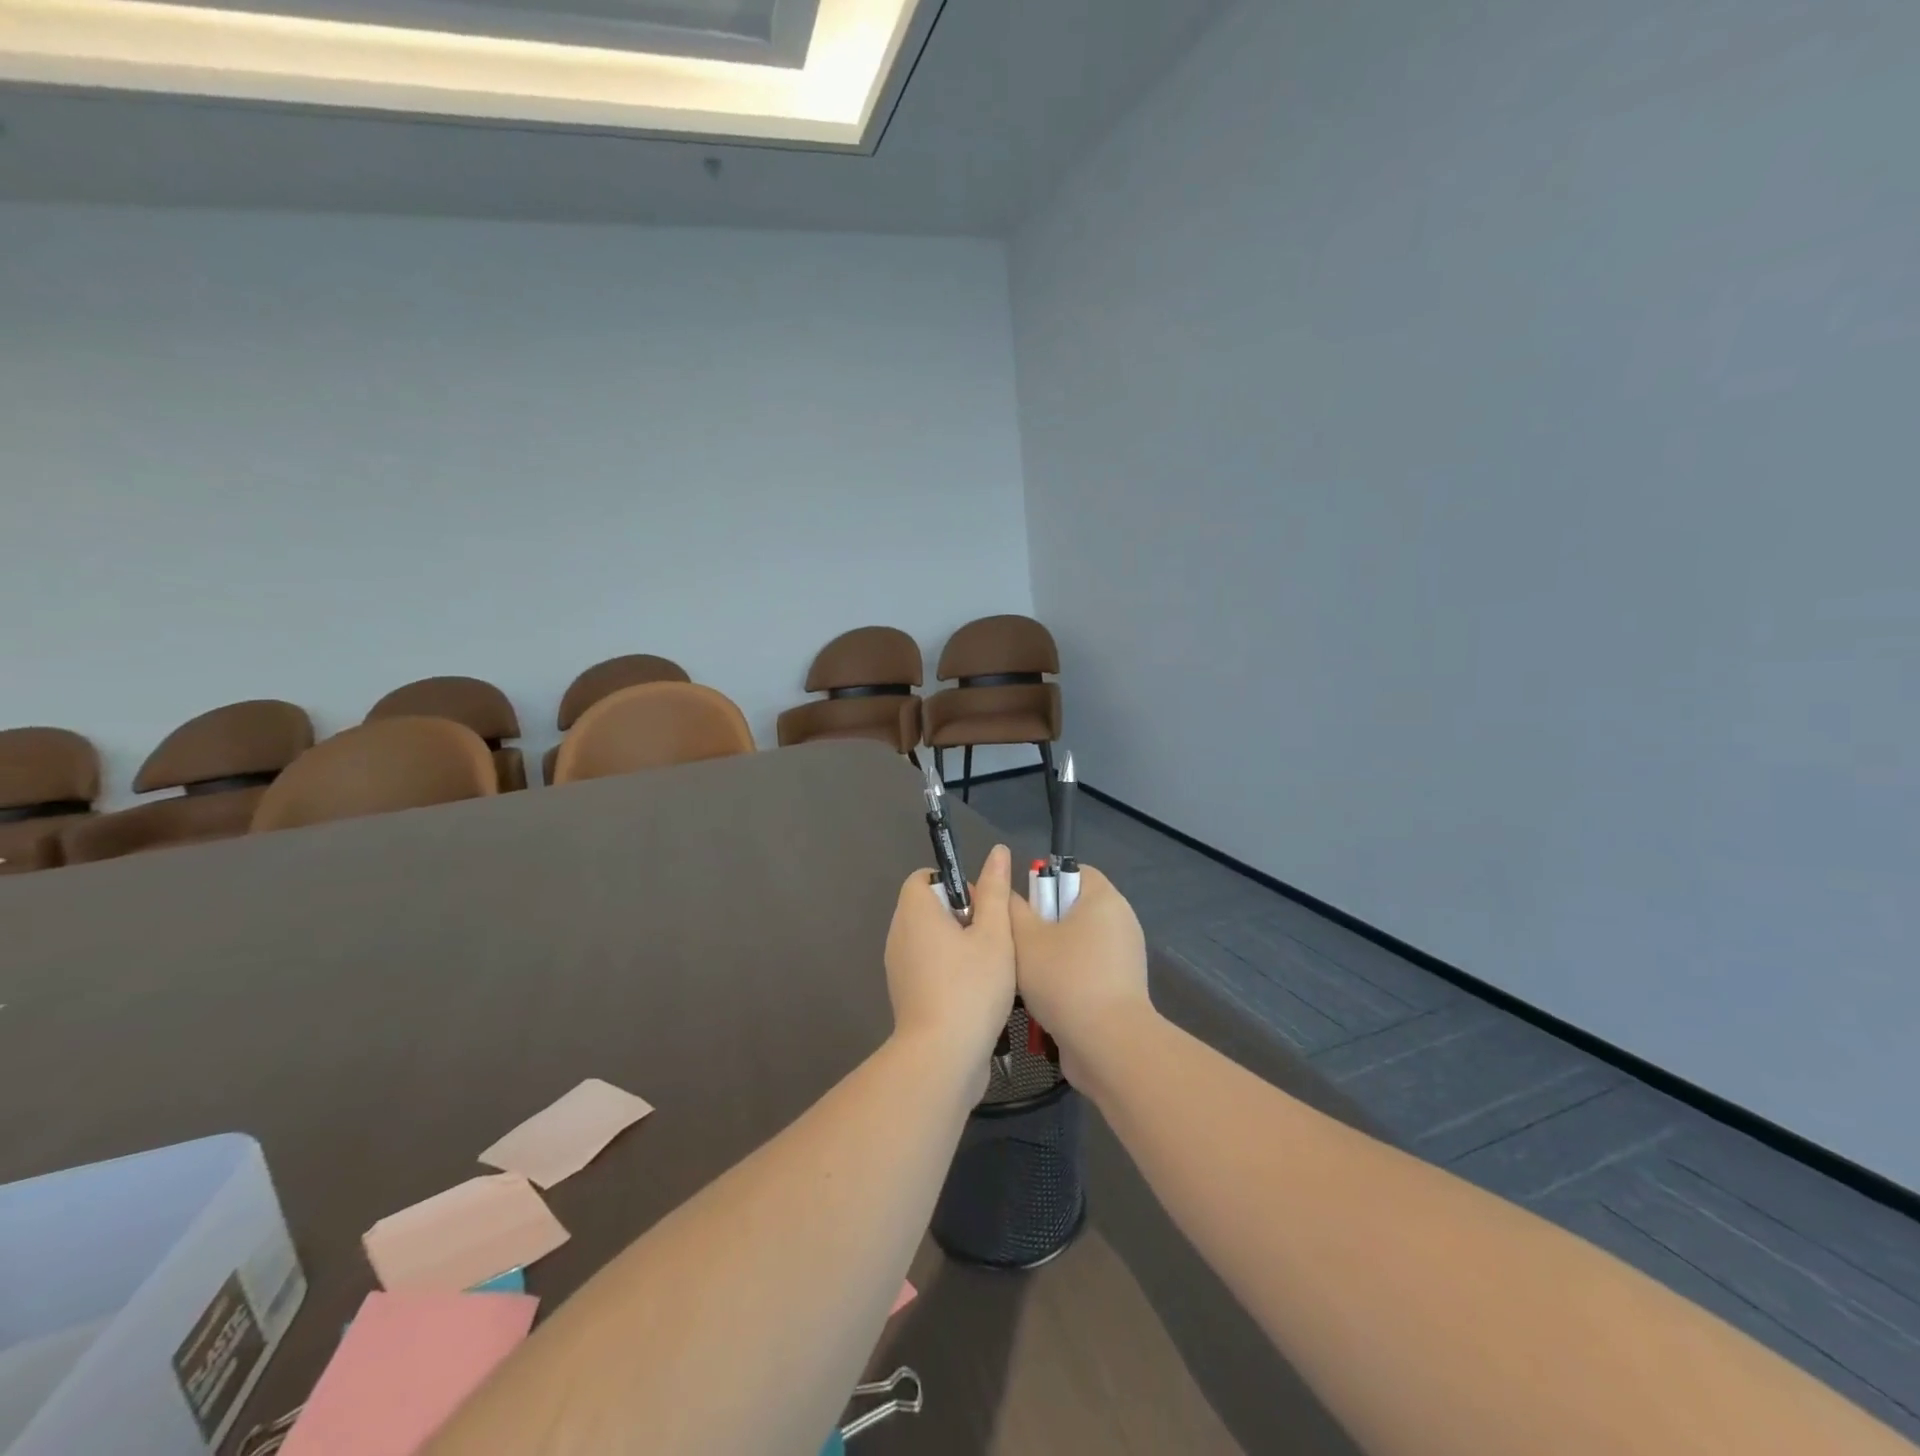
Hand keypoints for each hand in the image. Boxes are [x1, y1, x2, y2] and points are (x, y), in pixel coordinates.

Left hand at [884, 844, 1016, 1075]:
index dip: (955, 883)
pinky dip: (950, 970)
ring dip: (960, 945)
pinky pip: (928, 967)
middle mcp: (899, 934)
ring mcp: (899, 967)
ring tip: (991, 966)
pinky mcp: (906, 995)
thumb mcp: (994, 934)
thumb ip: (995, 891)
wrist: (943, 1057)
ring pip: (932, 940)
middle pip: (930, 908)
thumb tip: (997, 851)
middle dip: (963, 916)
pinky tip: (978, 991)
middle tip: (993, 937)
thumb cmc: (971, 987)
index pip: (924, 878)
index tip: (982, 905)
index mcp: (915, 912)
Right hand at [1008, 866, 1151, 1085]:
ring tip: (1024, 974)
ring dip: (1050, 955)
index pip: (1072, 871)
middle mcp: (1120, 921)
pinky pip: (1087, 970)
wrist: (1108, 1045)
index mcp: (1103, 899)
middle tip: (1016, 943)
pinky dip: (1066, 978)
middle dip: (1042, 924)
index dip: (1043, 883)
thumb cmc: (1065, 979)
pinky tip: (1043, 998)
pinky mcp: (1122, 988)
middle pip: (1073, 908)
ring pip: (1076, 943)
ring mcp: (1124, 957)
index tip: (1022, 908)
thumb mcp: (1025, 938)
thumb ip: (1012, 909)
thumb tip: (1008, 895)